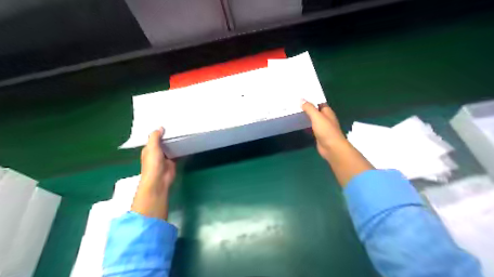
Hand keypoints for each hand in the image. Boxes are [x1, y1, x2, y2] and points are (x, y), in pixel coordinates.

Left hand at [132, 128, 176, 219]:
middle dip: (168, 136)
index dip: (159, 132)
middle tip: (178, 125)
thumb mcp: (152, 148)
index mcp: (149, 149)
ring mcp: (165, 158)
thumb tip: (161, 127)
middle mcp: (157, 152)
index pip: (154, 138)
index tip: (166, 123)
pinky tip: (185, 143)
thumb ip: (155, 137)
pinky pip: (177, 153)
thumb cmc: (152, 164)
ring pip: (170, 147)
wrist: (159, 180)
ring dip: (174, 142)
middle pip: (163, 142)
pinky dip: (180, 149)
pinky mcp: (173, 162)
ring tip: (183, 132)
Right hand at [301, 98, 345, 159]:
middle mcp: (326, 118)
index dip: (312, 99)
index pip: (319, 103)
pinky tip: (299, 124)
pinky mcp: (319, 135)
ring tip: (295, 112)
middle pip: (316, 111)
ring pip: (313, 120)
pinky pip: (311, 128)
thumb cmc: (326, 130)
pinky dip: (306, 126)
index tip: (301, 97)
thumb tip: (301, 99)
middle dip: (308, 108)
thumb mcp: (317, 117)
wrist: (332, 148)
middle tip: (295, 104)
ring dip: (306, 117)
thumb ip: (309, 108)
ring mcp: (323, 127)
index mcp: (327, 112)